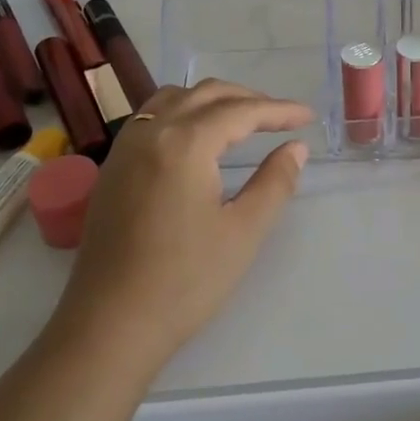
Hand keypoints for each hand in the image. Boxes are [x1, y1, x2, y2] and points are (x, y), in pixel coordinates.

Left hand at [51, 80, 314, 365]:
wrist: (110, 326)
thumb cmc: (185, 281)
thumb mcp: (244, 231)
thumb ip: (275, 182)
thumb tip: (296, 148)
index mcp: (185, 144)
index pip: (240, 111)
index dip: (279, 110)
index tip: (308, 116)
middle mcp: (151, 133)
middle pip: (205, 94)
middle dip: (248, 98)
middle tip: (281, 117)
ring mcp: (124, 149)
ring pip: (173, 99)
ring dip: (212, 100)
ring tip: (241, 120)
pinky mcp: (111, 169)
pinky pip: (151, 118)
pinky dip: (182, 111)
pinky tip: (196, 137)